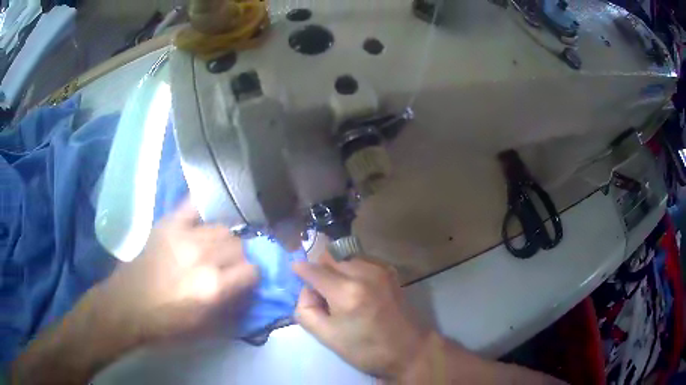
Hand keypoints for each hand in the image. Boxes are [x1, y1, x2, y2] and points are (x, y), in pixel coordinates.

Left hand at [94, 200, 258, 345]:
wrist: (129, 306)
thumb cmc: (168, 324)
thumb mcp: (206, 327)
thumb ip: (232, 307)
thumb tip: (249, 290)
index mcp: (214, 287)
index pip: (252, 270)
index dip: (251, 277)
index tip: (244, 280)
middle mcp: (204, 257)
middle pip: (238, 245)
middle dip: (238, 257)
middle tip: (227, 266)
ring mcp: (184, 236)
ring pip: (221, 227)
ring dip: (223, 239)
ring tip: (212, 247)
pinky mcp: (168, 224)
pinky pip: (193, 205)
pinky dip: (201, 209)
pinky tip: (202, 219)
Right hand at [292, 253, 428, 379]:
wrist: (409, 349)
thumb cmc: (367, 349)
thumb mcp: (328, 337)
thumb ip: (306, 310)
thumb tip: (307, 290)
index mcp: (346, 292)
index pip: (314, 269)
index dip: (300, 269)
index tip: (294, 270)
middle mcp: (364, 272)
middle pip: (329, 258)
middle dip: (319, 271)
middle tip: (321, 294)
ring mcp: (379, 269)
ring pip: (345, 257)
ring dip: (336, 269)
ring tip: (340, 294)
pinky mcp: (389, 271)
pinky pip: (361, 261)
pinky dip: (352, 270)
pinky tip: (357, 290)